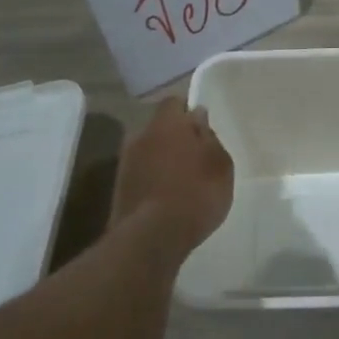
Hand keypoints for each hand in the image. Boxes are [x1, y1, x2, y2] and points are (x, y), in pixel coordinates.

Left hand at [110, 98, 233, 256]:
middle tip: (195, 157)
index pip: (174, 102)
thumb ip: (209, 137)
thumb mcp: (220, 164)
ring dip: (162, 160)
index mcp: (167, 123)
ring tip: (181, 181)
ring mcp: (125, 163)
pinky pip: (141, 174)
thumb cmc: (197, 192)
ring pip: (149, 152)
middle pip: (159, 128)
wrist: (153, 236)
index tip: (202, 128)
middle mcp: (141, 136)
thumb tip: (197, 118)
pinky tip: (167, 197)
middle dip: (175, 137)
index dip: (188, 112)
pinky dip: (153, 180)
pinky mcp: (118, 189)